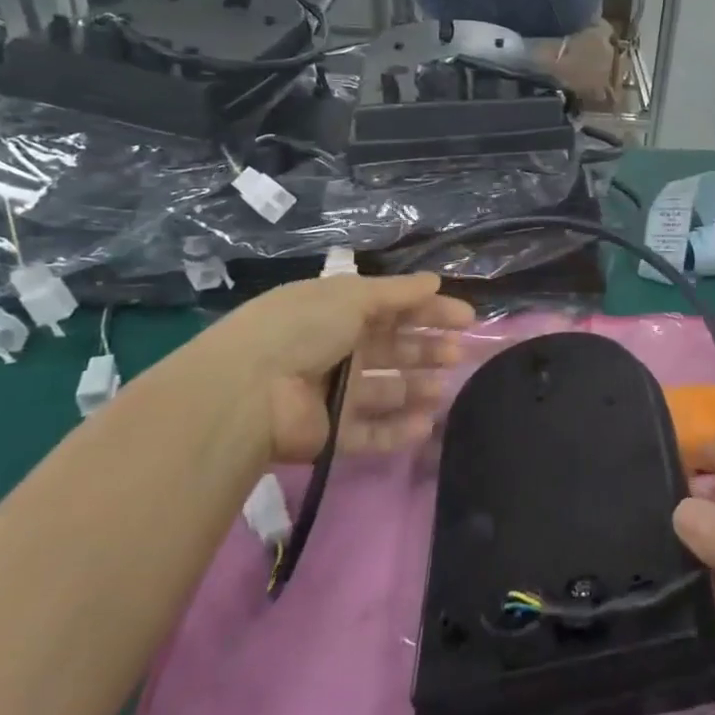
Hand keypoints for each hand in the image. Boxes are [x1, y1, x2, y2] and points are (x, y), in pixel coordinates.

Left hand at [182, 272, 473, 464]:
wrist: (248, 392)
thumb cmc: (303, 329)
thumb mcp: (352, 296)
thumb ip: (398, 292)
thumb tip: (435, 281)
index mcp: (338, 311)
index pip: (393, 308)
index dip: (430, 310)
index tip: (467, 318)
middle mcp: (337, 349)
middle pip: (393, 349)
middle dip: (427, 349)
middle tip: (457, 354)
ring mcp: (333, 393)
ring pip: (386, 390)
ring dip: (417, 387)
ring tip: (443, 389)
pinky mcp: (331, 433)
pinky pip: (372, 430)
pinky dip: (398, 429)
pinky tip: (426, 424)